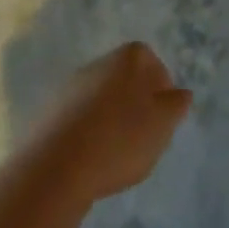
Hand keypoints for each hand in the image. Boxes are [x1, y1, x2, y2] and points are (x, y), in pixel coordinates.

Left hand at [26, 43, 191, 203]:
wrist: (55, 168)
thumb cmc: (119, 140)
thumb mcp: (163, 124)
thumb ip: (176, 105)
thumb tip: (179, 94)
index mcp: (127, 59)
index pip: (150, 59)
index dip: (160, 85)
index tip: (163, 114)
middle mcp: (97, 64)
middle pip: (124, 77)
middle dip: (135, 101)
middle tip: (143, 134)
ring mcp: (69, 87)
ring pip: (100, 98)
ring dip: (110, 118)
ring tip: (116, 152)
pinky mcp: (48, 114)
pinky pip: (78, 118)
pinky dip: (88, 132)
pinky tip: (91, 158)